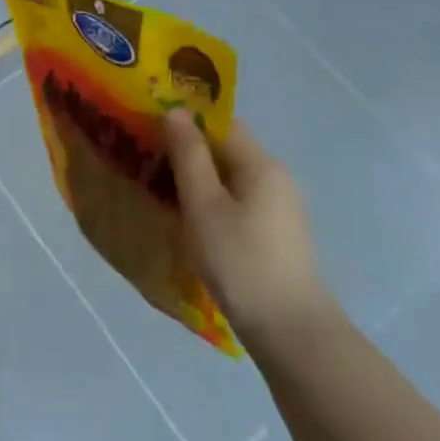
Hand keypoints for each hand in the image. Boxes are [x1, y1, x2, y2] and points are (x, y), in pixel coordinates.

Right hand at [164, 110, 336, 345]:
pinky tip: (194, 223)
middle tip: (150, 165)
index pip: (221, 123)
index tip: (151, 134)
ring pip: (232, 178)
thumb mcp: (203, 204)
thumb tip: (175, 111)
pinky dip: (215, 202)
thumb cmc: (239, 260)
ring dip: (200, 180)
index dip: (185, 123)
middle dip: (189, 153)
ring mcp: (281, 207)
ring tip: (164, 194)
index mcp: (261, 164)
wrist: (289, 329)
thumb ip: (188, 155)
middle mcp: (276, 177)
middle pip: (227, 149)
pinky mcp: (278, 233)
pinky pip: (240, 201)